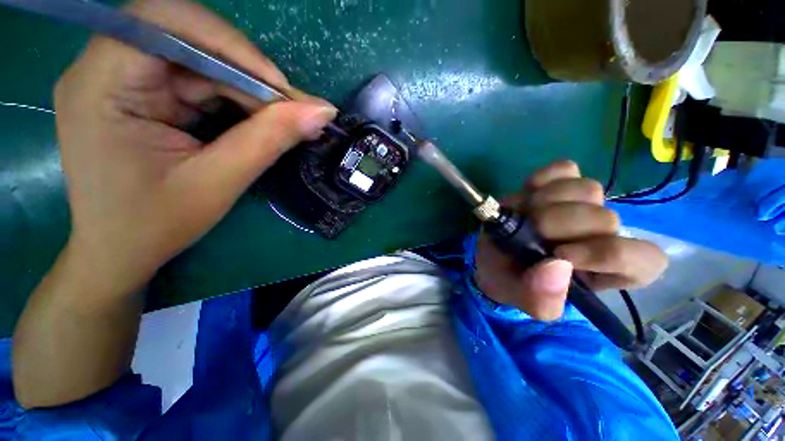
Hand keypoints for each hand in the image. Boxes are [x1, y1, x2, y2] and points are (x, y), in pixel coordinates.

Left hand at [56, 0, 336, 294]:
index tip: (280, 89)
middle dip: (245, 71)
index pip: (166, 23)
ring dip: (246, 88)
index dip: (230, 45)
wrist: (119, 251)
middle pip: (186, 37)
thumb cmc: (155, 224)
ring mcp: (121, 79)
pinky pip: (197, 80)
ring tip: (282, 119)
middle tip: (291, 108)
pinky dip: (234, 98)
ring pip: (198, 59)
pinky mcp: (140, 94)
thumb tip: (323, 112)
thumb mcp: (218, 182)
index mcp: (101, 84)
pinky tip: (257, 122)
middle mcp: (104, 68)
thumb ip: (270, 139)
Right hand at [475, 161, 667, 320]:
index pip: (644, 260)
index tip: (560, 255)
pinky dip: (543, 180)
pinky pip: (564, 169)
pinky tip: (528, 196)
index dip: (607, 253)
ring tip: (524, 216)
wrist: (492, 257)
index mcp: (605, 271)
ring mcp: (582, 204)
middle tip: (526, 233)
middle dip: (557, 225)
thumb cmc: (512, 281)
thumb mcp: (523, 300)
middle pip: (605, 218)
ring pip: (588, 190)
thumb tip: (557, 266)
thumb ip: (542, 298)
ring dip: (547, 202)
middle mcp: (602, 234)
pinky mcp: (560, 183)